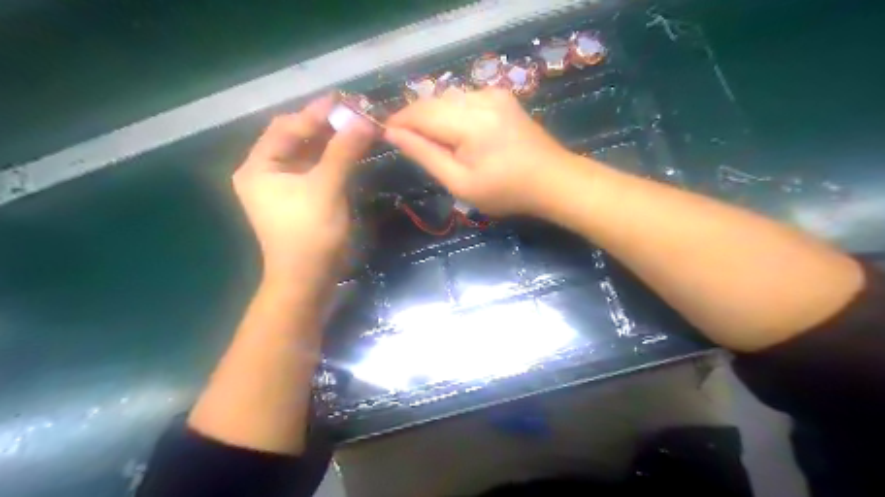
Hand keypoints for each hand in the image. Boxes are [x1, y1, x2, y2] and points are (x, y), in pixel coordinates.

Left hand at [232, 96, 373, 286]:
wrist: (308, 279)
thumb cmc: (311, 233)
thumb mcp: (327, 187)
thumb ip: (343, 150)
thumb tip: (364, 120)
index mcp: (258, 167)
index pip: (286, 128)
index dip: (315, 113)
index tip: (344, 100)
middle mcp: (264, 174)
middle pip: (294, 139)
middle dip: (324, 126)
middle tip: (353, 113)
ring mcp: (281, 189)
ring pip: (306, 155)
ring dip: (330, 142)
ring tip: (356, 128)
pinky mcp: (298, 201)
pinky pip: (314, 171)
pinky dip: (331, 160)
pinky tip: (349, 152)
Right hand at [384, 87, 569, 215]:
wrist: (552, 180)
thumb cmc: (506, 191)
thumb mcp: (460, 182)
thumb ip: (425, 155)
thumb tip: (392, 134)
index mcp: (470, 122)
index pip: (420, 113)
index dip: (398, 121)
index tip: (383, 134)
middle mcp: (480, 98)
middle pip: (433, 101)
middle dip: (414, 119)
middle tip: (407, 143)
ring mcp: (494, 93)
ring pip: (447, 98)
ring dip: (433, 116)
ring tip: (433, 143)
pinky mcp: (502, 96)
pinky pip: (465, 99)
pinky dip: (452, 113)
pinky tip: (458, 134)